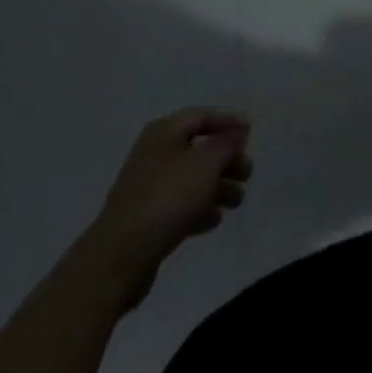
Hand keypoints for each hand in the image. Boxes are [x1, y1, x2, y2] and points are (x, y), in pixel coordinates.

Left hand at [92, 109, 252, 308]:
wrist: (121, 256)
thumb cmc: (167, 197)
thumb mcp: (206, 163)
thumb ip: (227, 143)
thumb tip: (239, 128)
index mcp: (164, 132)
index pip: (201, 116)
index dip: (227, 121)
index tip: (251, 132)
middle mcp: (155, 153)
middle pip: (198, 149)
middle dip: (226, 159)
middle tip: (247, 173)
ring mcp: (148, 187)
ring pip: (191, 179)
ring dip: (217, 187)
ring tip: (237, 202)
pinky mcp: (146, 218)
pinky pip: (180, 205)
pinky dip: (199, 208)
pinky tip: (215, 220)